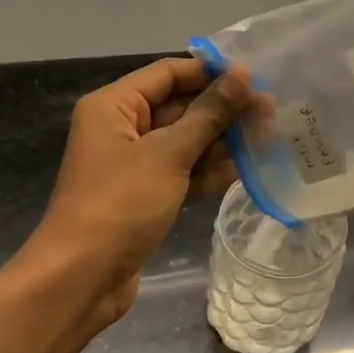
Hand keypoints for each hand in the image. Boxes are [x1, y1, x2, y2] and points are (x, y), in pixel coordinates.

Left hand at [30, 57, 252, 325]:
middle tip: (271, 112)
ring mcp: (136, 165)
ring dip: (223, 142)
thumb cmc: (120, 205)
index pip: (168, 74)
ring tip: (270, 138)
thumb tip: (241, 76)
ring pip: (186, 142)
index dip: (210, 73)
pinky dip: (211, 171)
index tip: (254, 78)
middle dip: (223, 110)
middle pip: (180, 107)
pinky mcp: (147, 196)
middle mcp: (123, 129)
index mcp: (114, 107)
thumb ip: (209, 114)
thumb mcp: (168, 154)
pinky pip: (184, 172)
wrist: (82, 279)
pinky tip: (248, 169)